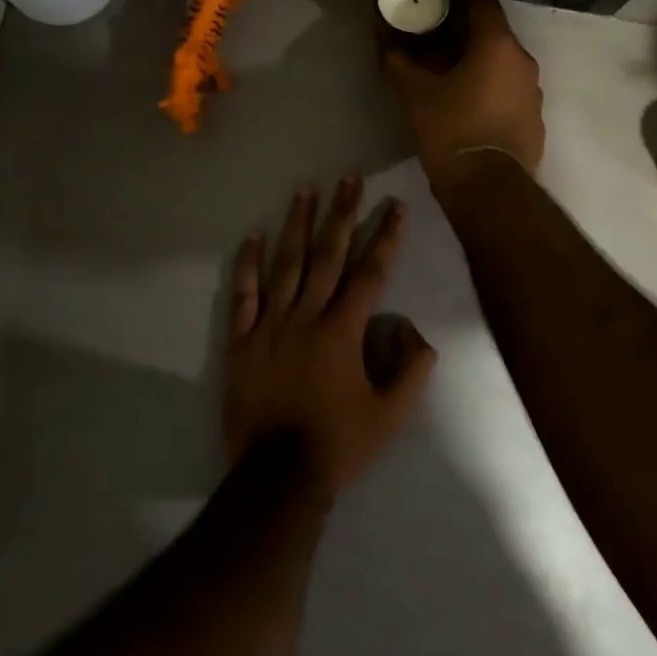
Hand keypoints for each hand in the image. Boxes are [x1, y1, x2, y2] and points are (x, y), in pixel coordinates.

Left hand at [225, 177, 436, 494]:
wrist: (277, 477)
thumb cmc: (338, 443)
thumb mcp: (391, 415)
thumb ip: (412, 370)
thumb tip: (415, 330)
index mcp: (343, 330)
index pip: (371, 273)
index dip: (386, 237)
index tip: (395, 206)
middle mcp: (307, 316)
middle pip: (328, 254)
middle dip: (342, 214)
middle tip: (350, 178)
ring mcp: (270, 324)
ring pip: (286, 263)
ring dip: (297, 224)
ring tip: (305, 189)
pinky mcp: (241, 339)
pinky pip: (244, 294)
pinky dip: (248, 263)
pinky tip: (253, 235)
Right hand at [382, 0, 544, 186]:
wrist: (487, 187)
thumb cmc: (450, 129)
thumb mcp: (414, 94)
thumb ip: (398, 63)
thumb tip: (385, 45)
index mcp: (498, 46)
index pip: (482, 3)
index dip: (457, 0)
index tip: (434, 6)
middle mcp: (523, 62)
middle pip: (491, 36)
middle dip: (461, 37)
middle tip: (431, 46)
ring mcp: (533, 92)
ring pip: (501, 65)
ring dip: (476, 65)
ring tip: (445, 79)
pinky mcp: (534, 119)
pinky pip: (509, 92)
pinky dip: (489, 90)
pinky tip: (466, 107)